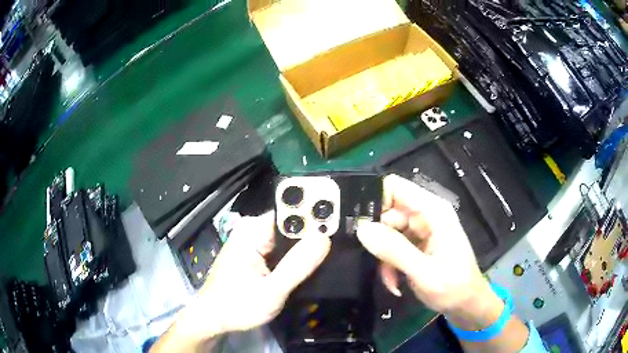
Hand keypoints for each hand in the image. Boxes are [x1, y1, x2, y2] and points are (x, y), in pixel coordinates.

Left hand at [163, 213, 330, 348]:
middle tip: (338, 243)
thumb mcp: (271, 292)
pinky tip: (309, 261)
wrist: (213, 318)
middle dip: (313, 231)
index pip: (290, 212)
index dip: (315, 215)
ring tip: (328, 252)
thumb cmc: (237, 306)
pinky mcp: (255, 252)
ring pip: (288, 235)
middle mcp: (252, 230)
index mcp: (253, 231)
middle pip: (290, 222)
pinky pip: (282, 246)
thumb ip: (297, 266)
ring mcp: (253, 241)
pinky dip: (295, 253)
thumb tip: (325, 238)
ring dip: (306, 244)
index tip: (339, 224)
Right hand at [357, 175, 501, 328]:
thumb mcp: (423, 272)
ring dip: (384, 256)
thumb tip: (361, 228)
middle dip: (377, 238)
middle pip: (387, 212)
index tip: (355, 223)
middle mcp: (426, 214)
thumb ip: (393, 250)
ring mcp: (422, 229)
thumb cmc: (453, 287)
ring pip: (387, 232)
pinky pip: (393, 246)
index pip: (395, 187)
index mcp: (432, 211)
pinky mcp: (418, 244)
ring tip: (390, 279)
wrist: (467, 305)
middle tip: (373, 261)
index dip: (373, 199)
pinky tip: (395, 282)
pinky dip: (390, 263)